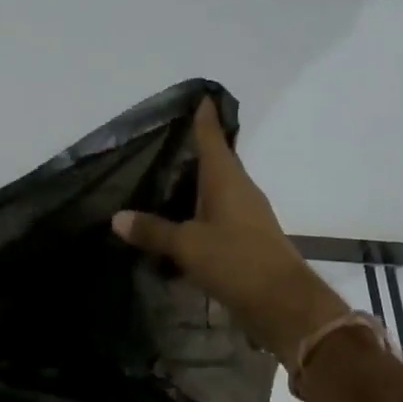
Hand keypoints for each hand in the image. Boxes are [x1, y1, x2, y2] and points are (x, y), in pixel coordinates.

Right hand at [111, 98, 347, 363]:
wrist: (285, 305)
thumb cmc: (237, 261)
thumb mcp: (188, 246)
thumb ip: (153, 231)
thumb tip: (117, 217)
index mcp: (227, 179)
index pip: (212, 137)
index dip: (204, 117)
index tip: (199, 96)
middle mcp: (240, 189)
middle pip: (217, 161)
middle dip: (196, 149)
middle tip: (166, 139)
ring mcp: (248, 214)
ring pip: (218, 188)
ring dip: (197, 183)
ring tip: (166, 179)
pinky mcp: (249, 238)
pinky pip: (220, 213)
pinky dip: (201, 211)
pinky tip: (182, 221)